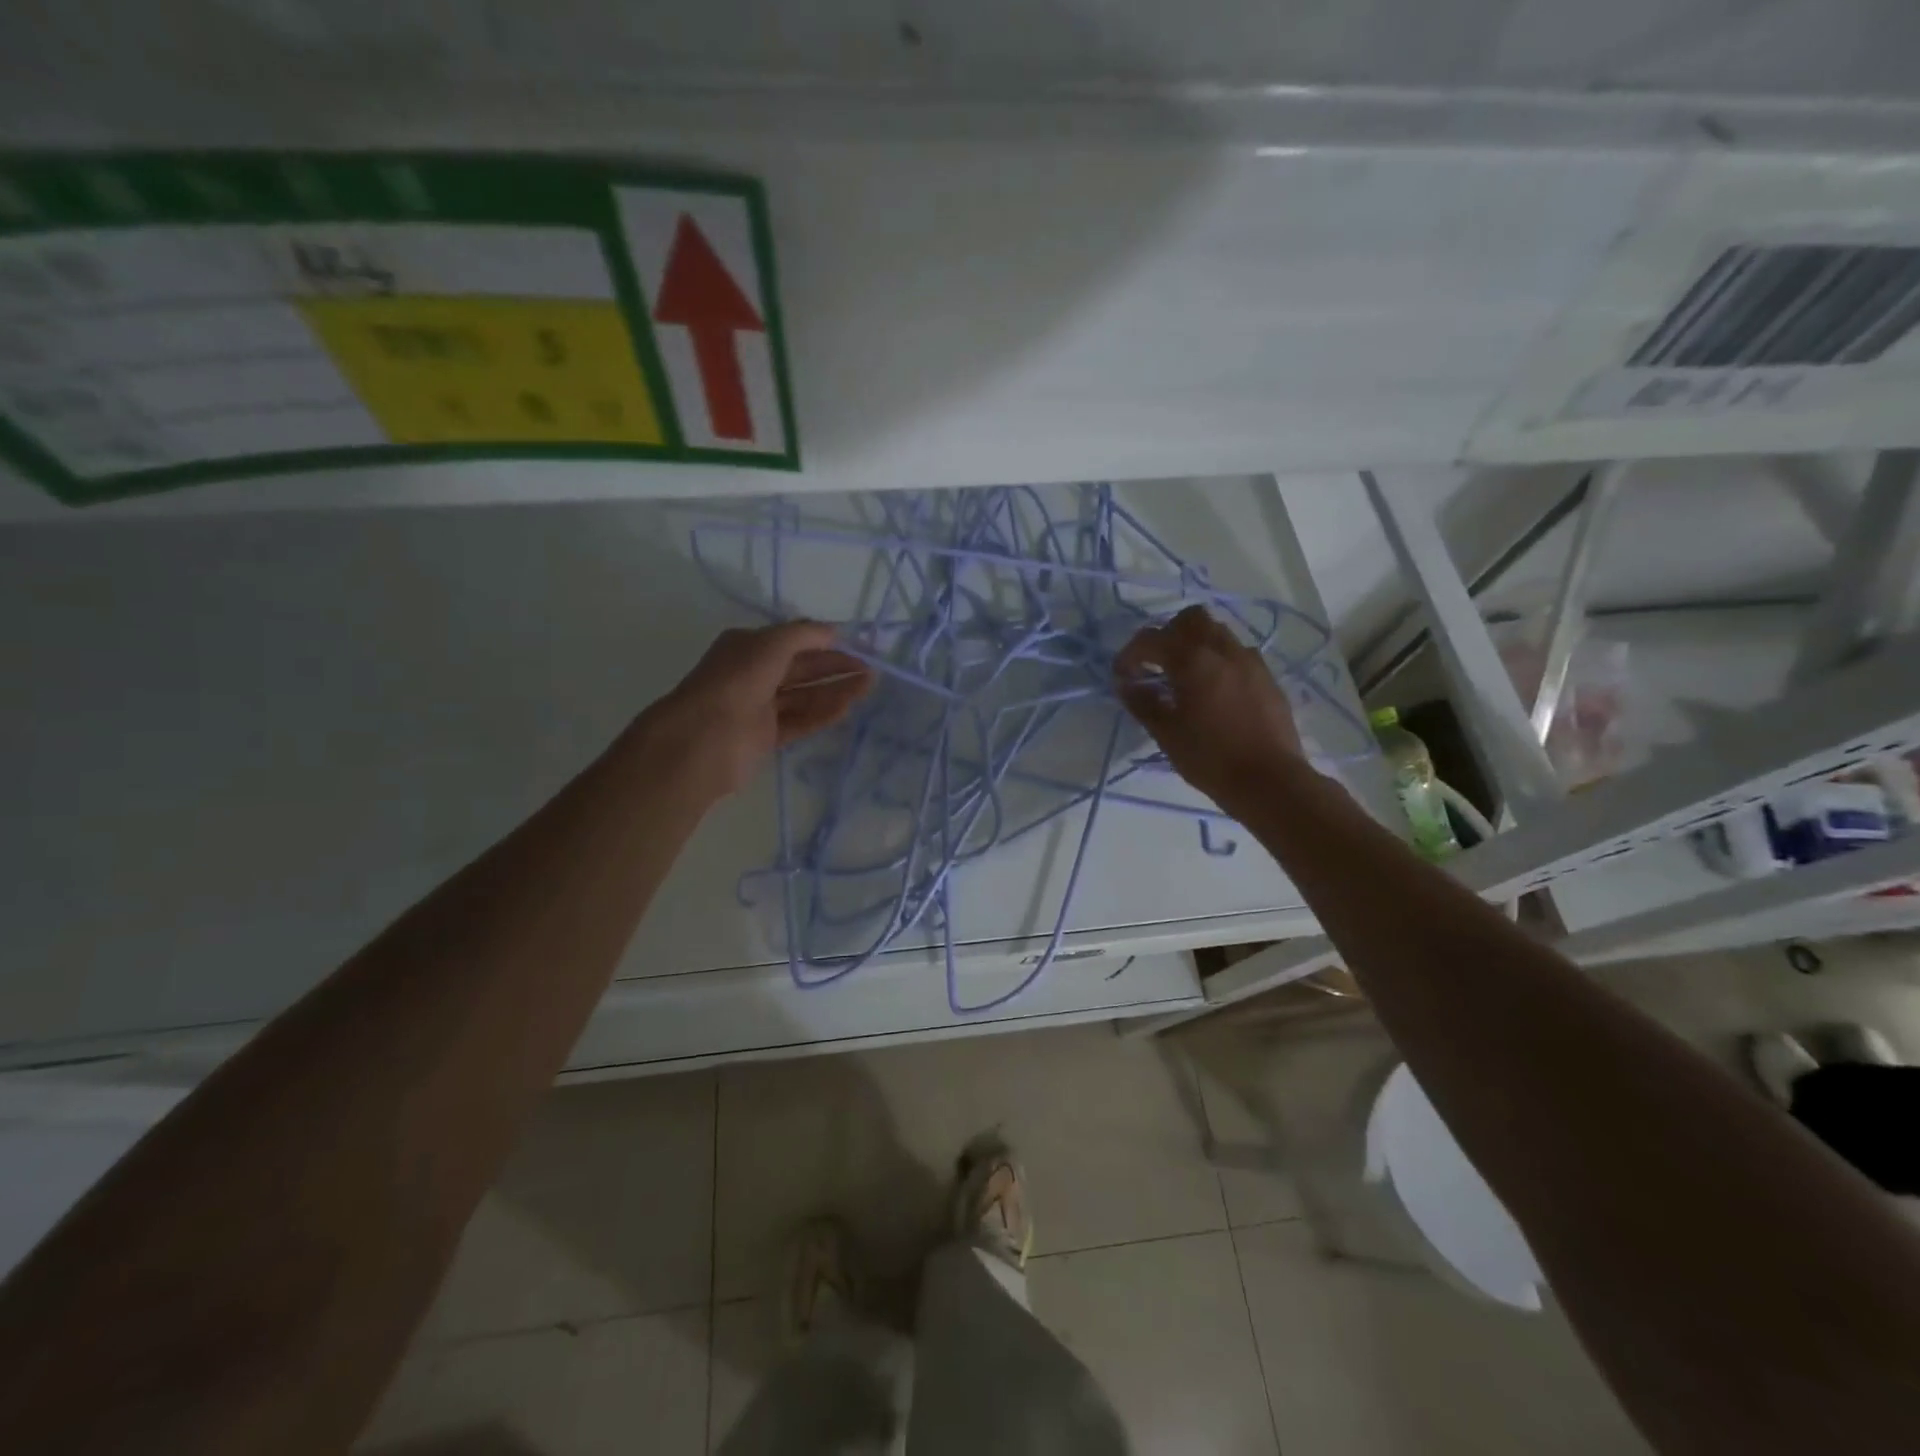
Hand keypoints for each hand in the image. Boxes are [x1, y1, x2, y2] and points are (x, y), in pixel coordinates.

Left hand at [647, 622, 872, 797]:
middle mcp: (753, 674)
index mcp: (748, 647)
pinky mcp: (766, 737)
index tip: (857, 646)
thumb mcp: (771, 644)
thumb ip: (804, 635)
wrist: (703, 739)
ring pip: (804, 696)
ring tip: (868, 687)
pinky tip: (847, 707)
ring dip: (836, 690)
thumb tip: (833, 631)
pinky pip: (800, 721)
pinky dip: (823, 713)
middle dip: (835, 667)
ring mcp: (759, 707)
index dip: (825, 642)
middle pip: (802, 668)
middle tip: (870, 669)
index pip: (794, 641)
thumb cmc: (736, 681)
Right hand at [1113, 605, 1303, 809]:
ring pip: (1218, 633)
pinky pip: (1238, 654)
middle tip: (1156, 664)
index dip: (1130, 653)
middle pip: (1191, 619)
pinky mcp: (1267, 678)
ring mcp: (1251, 662)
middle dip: (1168, 634)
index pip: (1152, 639)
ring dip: (1196, 644)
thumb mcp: (1167, 735)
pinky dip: (1219, 661)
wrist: (1270, 781)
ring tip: (1185, 676)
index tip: (1122, 676)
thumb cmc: (1211, 759)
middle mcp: (1223, 651)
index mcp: (1193, 661)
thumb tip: (1126, 685)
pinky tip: (1214, 691)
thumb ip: (1143, 703)